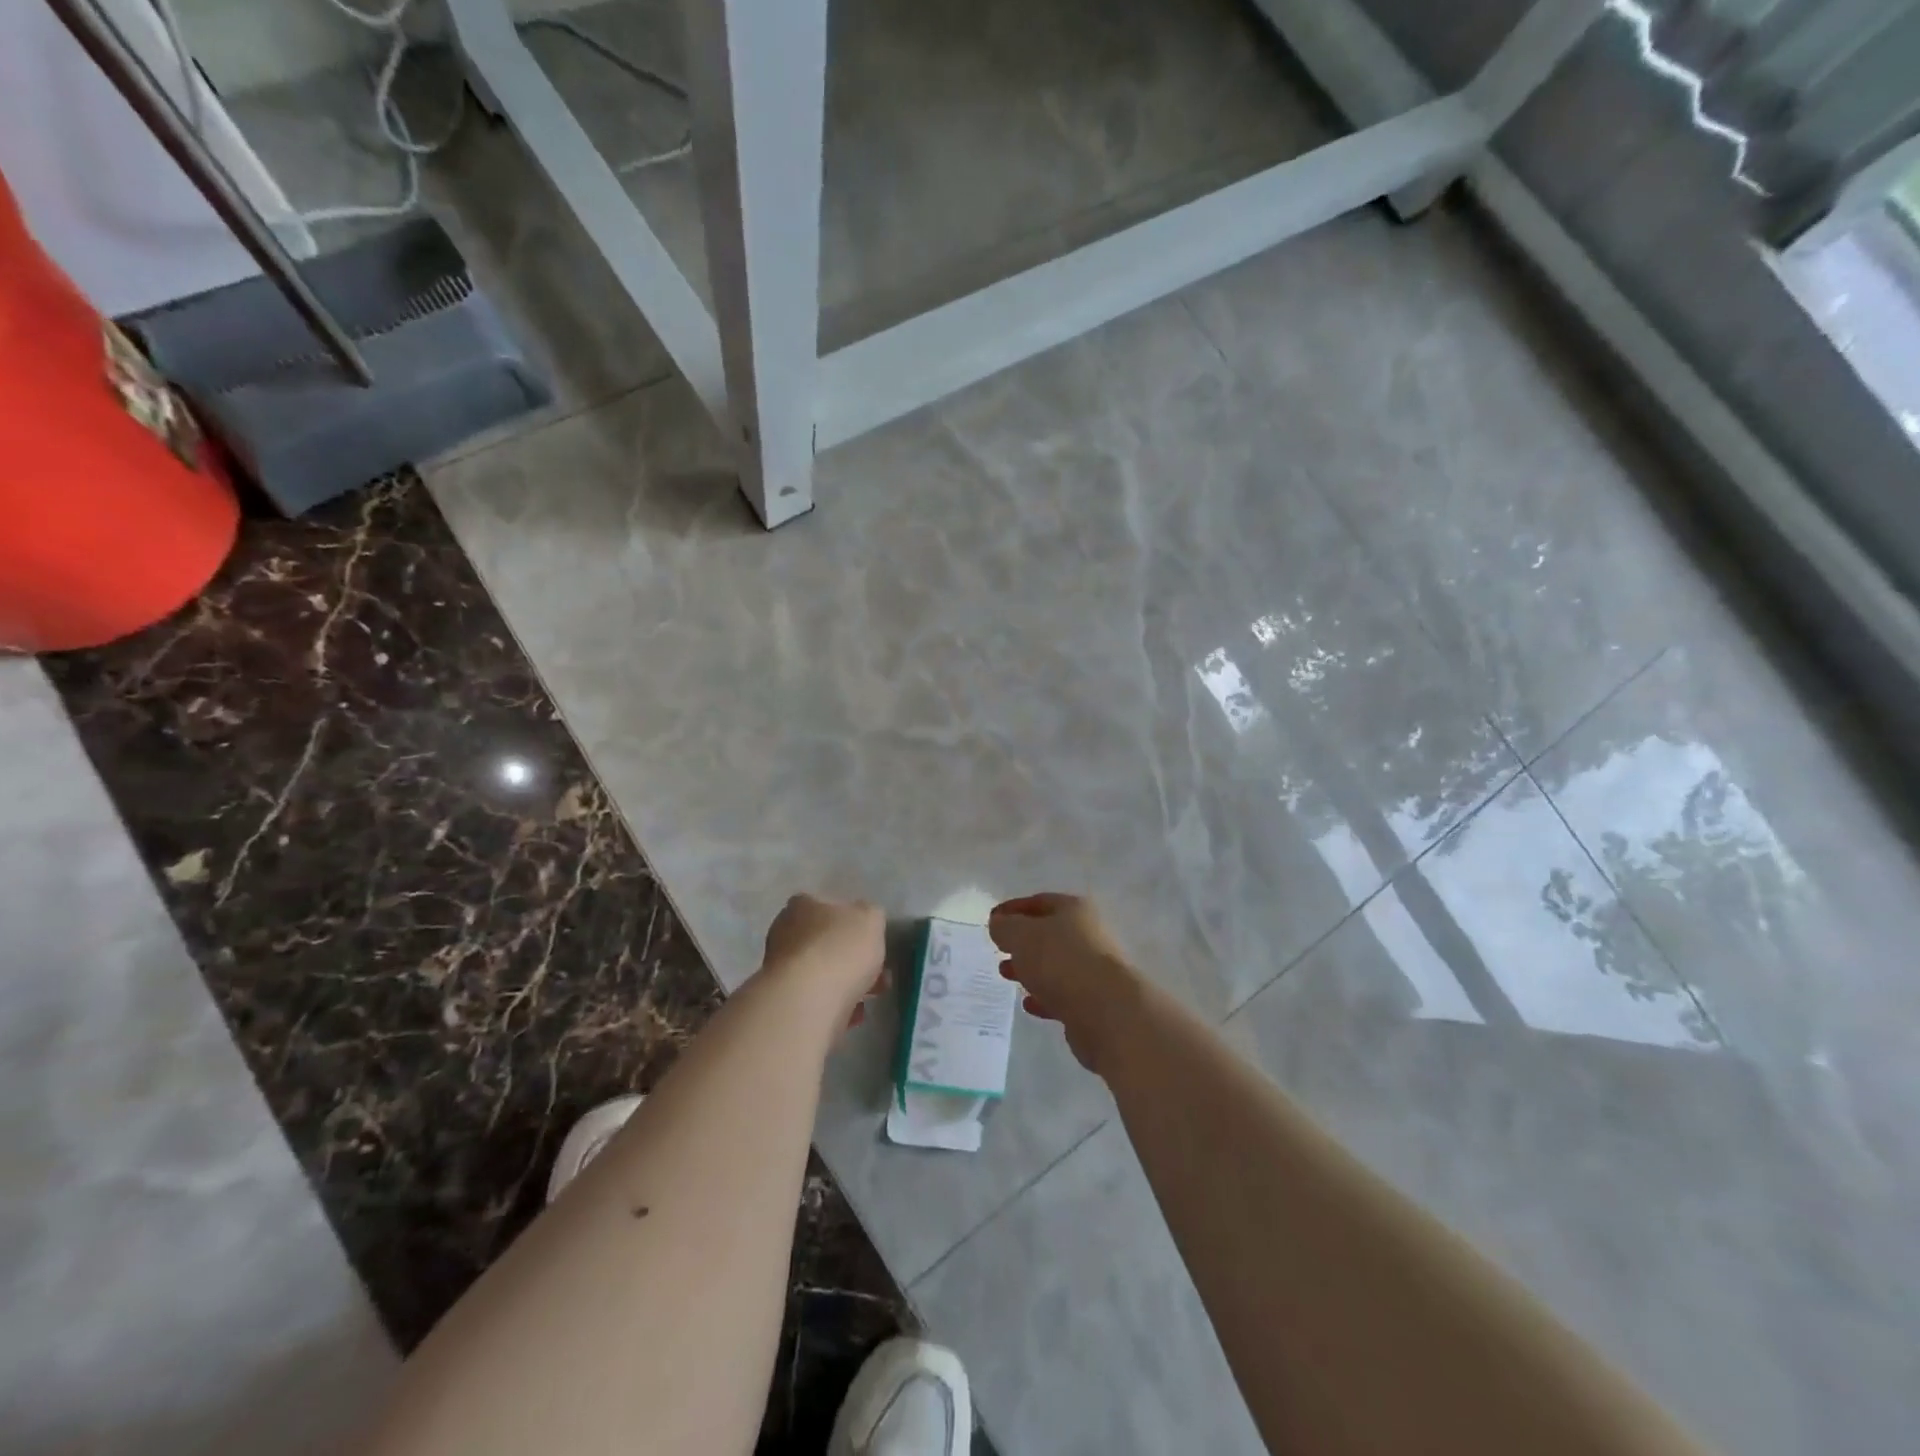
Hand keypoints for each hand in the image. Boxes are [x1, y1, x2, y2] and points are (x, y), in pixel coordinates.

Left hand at [761, 894, 885, 1031]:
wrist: (807, 1001)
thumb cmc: (841, 949)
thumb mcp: (871, 919)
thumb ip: (870, 915)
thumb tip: (864, 920)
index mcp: (802, 905)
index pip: (825, 905)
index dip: (850, 921)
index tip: (869, 939)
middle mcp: (784, 932)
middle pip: (823, 942)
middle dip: (850, 957)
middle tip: (876, 972)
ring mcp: (779, 969)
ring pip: (820, 973)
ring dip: (844, 984)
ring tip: (869, 998)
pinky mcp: (782, 1001)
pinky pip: (815, 1000)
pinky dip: (834, 1006)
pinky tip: (853, 1015)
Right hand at [989, 893, 1141, 1073]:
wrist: (1106, 1011)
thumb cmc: (1060, 961)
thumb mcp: (1021, 936)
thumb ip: (1005, 927)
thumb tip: (999, 924)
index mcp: (1074, 909)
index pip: (1039, 901)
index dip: (1013, 909)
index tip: (992, 920)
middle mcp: (1088, 934)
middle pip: (1049, 933)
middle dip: (1021, 941)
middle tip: (998, 949)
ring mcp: (1094, 968)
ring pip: (1055, 964)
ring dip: (1030, 968)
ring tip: (1006, 975)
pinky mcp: (1095, 1001)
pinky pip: (1063, 993)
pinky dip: (1044, 996)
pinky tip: (1029, 1004)